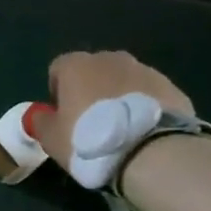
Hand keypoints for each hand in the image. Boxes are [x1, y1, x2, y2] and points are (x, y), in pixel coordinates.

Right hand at [35, 50, 192, 173]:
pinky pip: (150, 94)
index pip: (58, 68)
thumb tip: (40, 115)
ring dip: (120, 97)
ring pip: (124, 80)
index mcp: (76, 65)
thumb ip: (41, 122)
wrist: (152, 152)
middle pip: (94, 70)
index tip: (63, 116)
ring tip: (124, 130)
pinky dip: (145, 107)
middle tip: (93, 123)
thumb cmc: (90, 141)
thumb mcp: (52, 139)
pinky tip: (146, 132)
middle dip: (92, 90)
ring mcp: (144, 70)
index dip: (58, 91)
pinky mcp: (171, 86)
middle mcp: (109, 58)